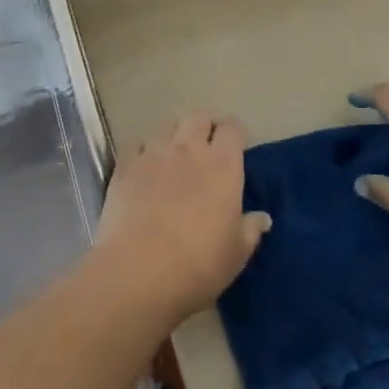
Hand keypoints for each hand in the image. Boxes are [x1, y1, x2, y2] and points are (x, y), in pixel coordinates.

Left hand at [94, 112, 271, 325]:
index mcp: (222, 165)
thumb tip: (262, 217)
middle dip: (204, 127)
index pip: (232, 128)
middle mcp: (189, 148)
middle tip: (206, 149)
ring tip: (174, 154)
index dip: (235, 134)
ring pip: (167, 124)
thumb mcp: (237, 253)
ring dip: (174, 134)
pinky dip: (143, 148)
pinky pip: (136, 142)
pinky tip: (143, 165)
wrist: (139, 271)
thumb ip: (250, 229)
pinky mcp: (125, 165)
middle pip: (198, 117)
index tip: (236, 148)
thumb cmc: (199, 264)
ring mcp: (154, 153)